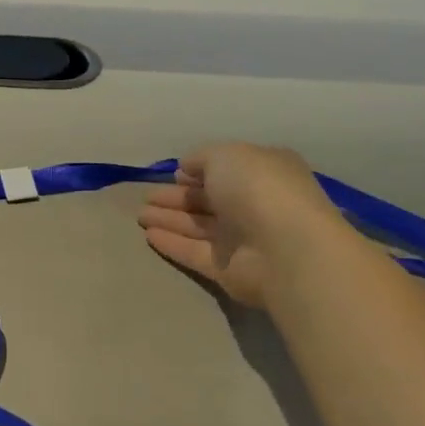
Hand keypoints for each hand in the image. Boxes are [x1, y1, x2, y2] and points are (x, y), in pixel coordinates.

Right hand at [136, 143, 347, 308]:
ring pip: (198, 226)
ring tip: (139, 215)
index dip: (199, 171)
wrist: (285, 248)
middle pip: (207, 200)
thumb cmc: (258, 189)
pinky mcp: (228, 269)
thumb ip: (202, 158)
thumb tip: (187, 169)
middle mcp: (253, 205)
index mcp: (262, 173)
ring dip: (169, 219)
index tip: (175, 174)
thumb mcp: (226, 156)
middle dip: (176, 197)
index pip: (226, 170)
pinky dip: (172, 244)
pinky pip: (194, 252)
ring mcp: (242, 239)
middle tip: (145, 197)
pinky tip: (148, 236)